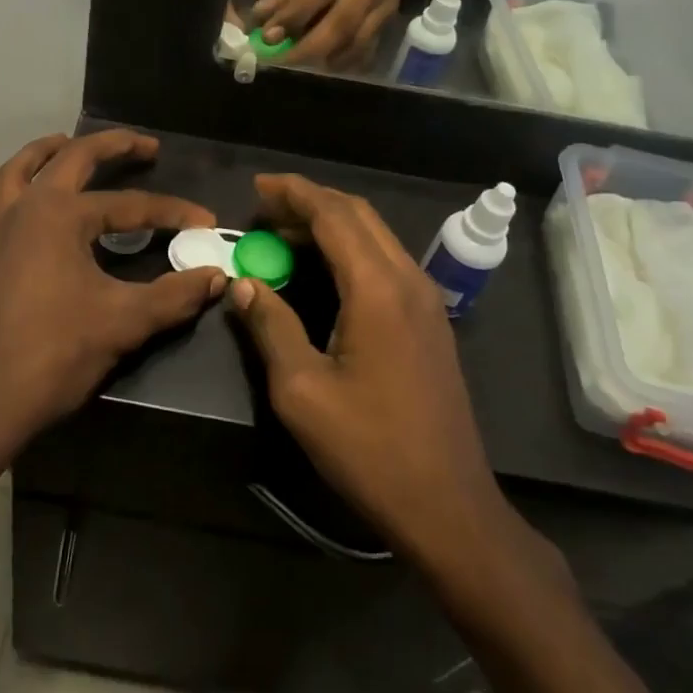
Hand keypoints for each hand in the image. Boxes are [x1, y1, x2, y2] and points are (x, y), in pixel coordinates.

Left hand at [0, 130, 226, 452]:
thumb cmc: (58, 352)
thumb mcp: (126, 320)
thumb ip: (176, 294)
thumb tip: (217, 276)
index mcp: (61, 215)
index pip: (130, 205)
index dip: (171, 212)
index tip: (204, 222)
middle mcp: (23, 211)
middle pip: (68, 161)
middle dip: (109, 147)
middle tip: (142, 145)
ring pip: (9, 177)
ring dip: (37, 156)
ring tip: (61, 144)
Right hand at [224, 173, 503, 559]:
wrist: (448, 506)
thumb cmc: (369, 449)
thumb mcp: (302, 391)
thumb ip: (270, 327)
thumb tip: (244, 284)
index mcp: (377, 289)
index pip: (333, 215)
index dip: (293, 193)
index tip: (257, 186)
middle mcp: (407, 280)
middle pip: (358, 214)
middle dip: (310, 201)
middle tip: (264, 207)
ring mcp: (425, 300)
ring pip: (375, 235)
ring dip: (331, 224)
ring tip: (283, 233)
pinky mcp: (430, 321)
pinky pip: (385, 261)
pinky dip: (350, 248)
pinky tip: (323, 269)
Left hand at [251, 0, 430, 67]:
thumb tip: (262, 16)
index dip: (293, 15)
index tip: (267, 36)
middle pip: (343, 21)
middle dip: (308, 47)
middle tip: (281, 59)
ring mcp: (386, 1)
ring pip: (357, 40)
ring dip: (325, 57)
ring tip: (298, 62)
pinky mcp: (391, 21)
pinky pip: (368, 49)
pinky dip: (344, 61)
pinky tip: (324, 62)